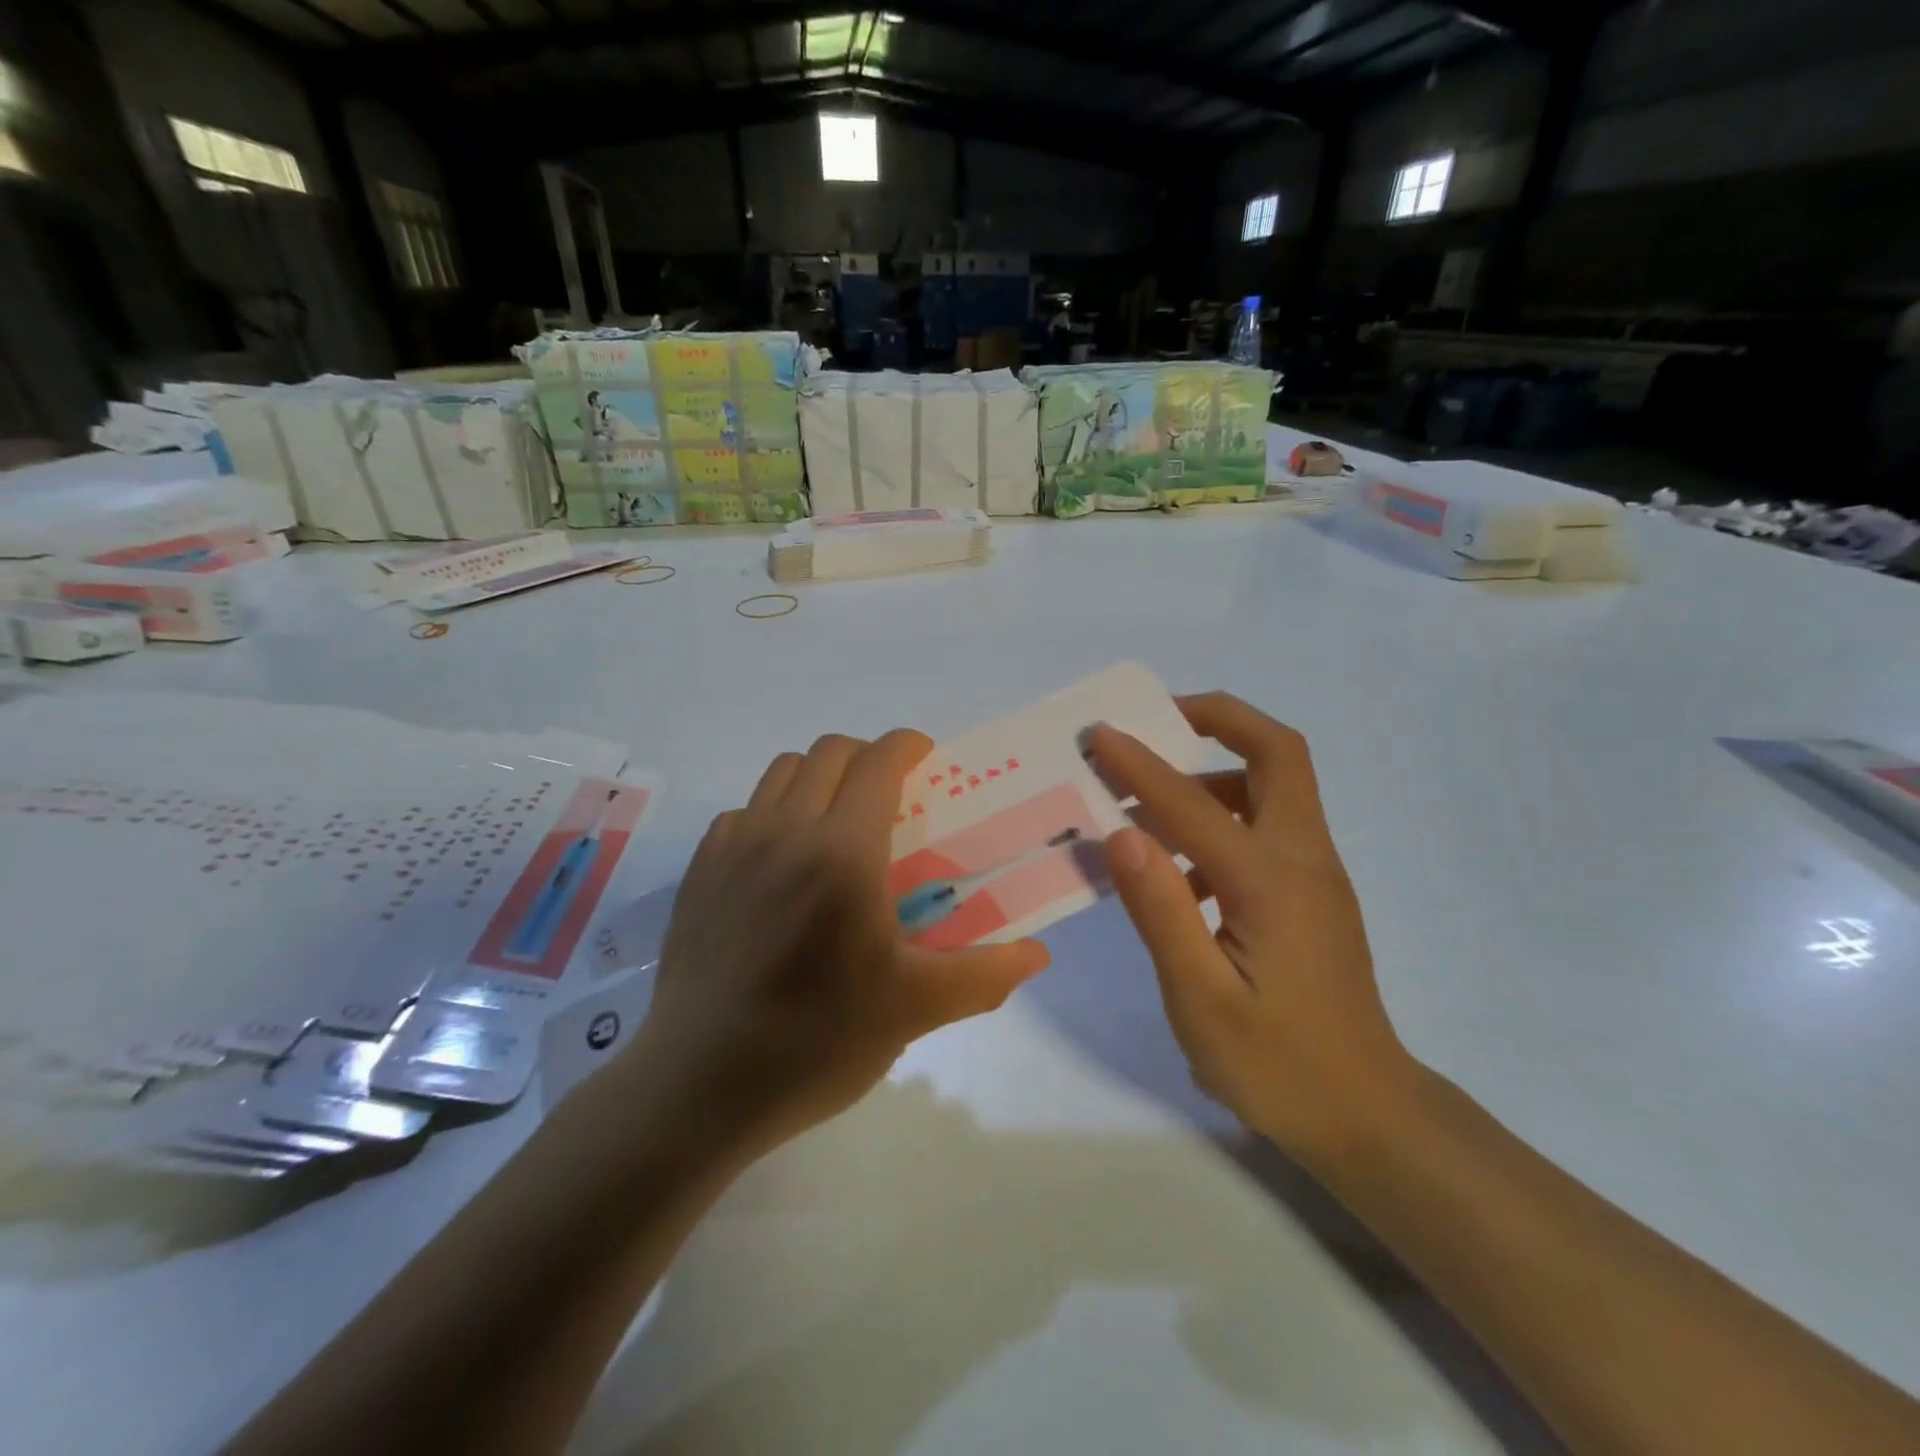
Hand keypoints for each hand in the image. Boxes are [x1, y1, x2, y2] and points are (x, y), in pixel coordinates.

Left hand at [625, 731, 1050, 1160]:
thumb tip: (1037, 955)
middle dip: (868, 757)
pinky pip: (743, 811)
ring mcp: (734, 847)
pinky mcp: (700, 871)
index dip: (907, 746)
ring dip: (818, 776)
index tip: (928, 760)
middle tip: (891, 796)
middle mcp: (785, 830)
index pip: (878, 762)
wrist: (699, 1086)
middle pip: (829, 753)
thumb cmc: (817, 1041)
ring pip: (781, 772)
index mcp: (843, 851)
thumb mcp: (915, 1009)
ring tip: (837, 822)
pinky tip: (782, 862)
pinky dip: (772, 812)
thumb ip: (985, 974)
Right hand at [1088, 694, 1416, 1165]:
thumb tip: (1122, 834)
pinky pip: (1266, 827)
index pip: (1193, 802)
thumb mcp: (1202, 999)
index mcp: (1271, 881)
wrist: (1368, 1117)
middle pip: (1278, 753)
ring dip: (1214, 770)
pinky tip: (1177, 868)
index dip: (1140, 763)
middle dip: (1218, 719)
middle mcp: (1302, 859)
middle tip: (1157, 719)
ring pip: (1274, 786)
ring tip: (1149, 795)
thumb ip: (1161, 911)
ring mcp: (1314, 875)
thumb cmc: (1279, 1065)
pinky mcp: (1311, 895)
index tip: (1097, 735)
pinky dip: (1222, 816)